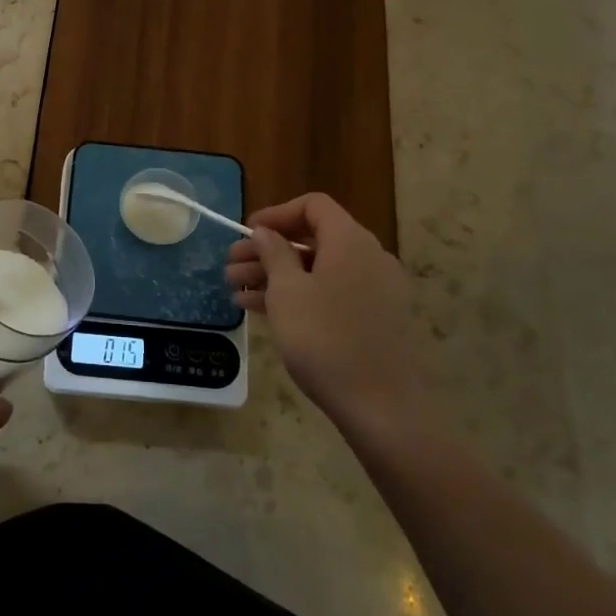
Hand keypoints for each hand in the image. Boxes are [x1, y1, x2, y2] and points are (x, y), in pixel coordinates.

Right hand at [225, 193, 430, 439]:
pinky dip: (299, 297)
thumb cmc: (327, 340)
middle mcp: (369, 258)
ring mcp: (376, 291)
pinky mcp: (376, 321)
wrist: (385, 409)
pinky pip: (332, 295)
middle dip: (268, 251)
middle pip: (313, 240)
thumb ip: (275, 253)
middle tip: (230, 266)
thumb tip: (267, 232)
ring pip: (319, 271)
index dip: (276, 213)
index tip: (246, 232)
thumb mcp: (288, 292)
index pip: (313, 206)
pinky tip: (264, 313)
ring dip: (276, 277)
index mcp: (350, 241)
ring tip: (236, 293)